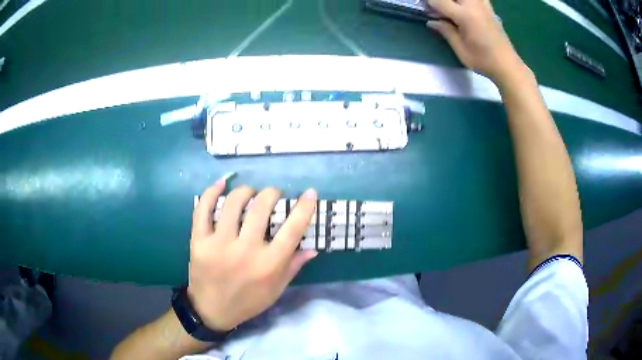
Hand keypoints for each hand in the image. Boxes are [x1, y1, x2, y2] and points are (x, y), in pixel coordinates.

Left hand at [187, 179, 317, 331]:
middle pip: (262, 208)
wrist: (211, 310)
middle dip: (272, 193)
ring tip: (251, 193)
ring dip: (246, 191)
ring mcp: (218, 244)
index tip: (310, 193)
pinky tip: (222, 183)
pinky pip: (202, 209)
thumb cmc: (248, 302)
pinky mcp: (198, 241)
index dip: (305, 207)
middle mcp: (245, 251)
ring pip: (233, 203)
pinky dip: (211, 192)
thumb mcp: (276, 290)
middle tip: (273, 194)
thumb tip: (313, 247)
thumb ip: (293, 266)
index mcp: (268, 265)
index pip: (292, 229)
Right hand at [427, 0, 525, 83]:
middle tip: (440, 9)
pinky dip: (467, 2)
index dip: (430, 4)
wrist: (507, 65)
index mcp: (465, 16)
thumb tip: (432, 21)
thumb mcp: (461, 50)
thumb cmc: (484, 61)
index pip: (439, 1)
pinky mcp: (489, 8)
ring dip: (456, 1)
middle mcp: (474, 5)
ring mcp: (483, 5)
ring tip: (453, 9)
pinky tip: (465, 8)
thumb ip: (446, 31)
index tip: (427, 11)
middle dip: (443, 0)